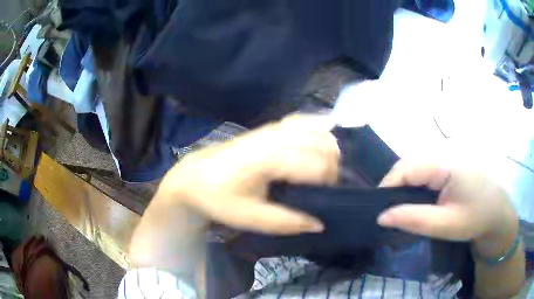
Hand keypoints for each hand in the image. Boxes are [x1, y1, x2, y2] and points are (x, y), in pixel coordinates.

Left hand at [155, 115, 339, 234]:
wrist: (195, 175)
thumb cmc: (219, 198)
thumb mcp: (250, 217)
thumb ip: (286, 221)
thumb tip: (319, 224)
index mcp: (269, 160)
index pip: (316, 165)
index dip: (330, 181)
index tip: (329, 196)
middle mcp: (274, 138)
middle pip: (322, 143)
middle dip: (334, 164)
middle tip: (329, 185)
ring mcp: (271, 129)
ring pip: (315, 128)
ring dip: (329, 147)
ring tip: (327, 167)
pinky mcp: (268, 127)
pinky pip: (301, 121)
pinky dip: (316, 130)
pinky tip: (317, 144)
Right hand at [377, 161, 518, 257]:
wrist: (497, 213)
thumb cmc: (476, 218)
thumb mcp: (446, 224)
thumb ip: (414, 219)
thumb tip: (381, 217)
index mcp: (445, 163)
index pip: (406, 168)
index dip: (387, 186)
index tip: (377, 211)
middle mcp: (444, 153)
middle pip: (409, 165)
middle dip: (394, 188)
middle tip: (387, 214)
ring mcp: (447, 157)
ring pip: (415, 168)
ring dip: (404, 187)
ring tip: (398, 209)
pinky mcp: (449, 165)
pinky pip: (425, 171)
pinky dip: (415, 186)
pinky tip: (416, 202)